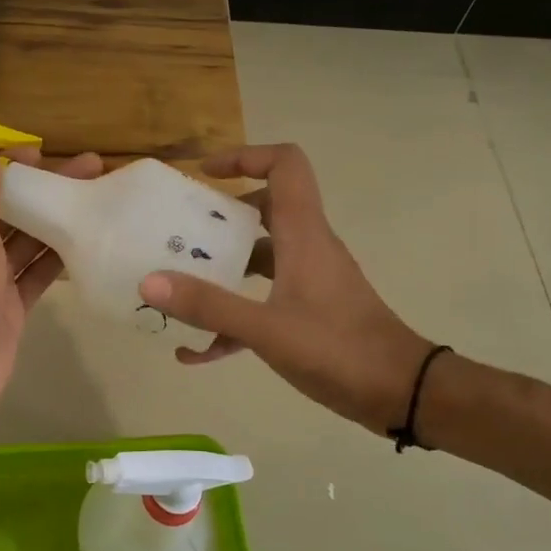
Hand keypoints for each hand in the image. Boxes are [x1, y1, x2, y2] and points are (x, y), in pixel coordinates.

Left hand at [0, 133, 102, 432]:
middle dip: (41, 190)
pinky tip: (87, 242)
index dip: (2, 166)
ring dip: (54, 221)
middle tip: (88, 168)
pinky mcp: (11, 307)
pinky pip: (37, 276)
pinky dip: (57, 261)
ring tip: (95, 197)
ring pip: (26, 242)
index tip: (39, 152)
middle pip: (8, 211)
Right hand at [138, 144, 432, 435]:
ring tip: (179, 287)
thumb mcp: (266, 329)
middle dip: (221, 217)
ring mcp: (310, 280)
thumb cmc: (338, 350)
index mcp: (303, 234)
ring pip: (261, 256)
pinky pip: (263, 300)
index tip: (205, 174)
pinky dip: (232, 317)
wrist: (402, 393)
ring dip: (223, 268)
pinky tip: (197, 353)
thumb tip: (149, 282)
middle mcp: (307, 247)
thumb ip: (208, 306)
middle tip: (181, 233)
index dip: (245, 156)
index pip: (285, 165)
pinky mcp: (309, 311)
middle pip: (265, 208)